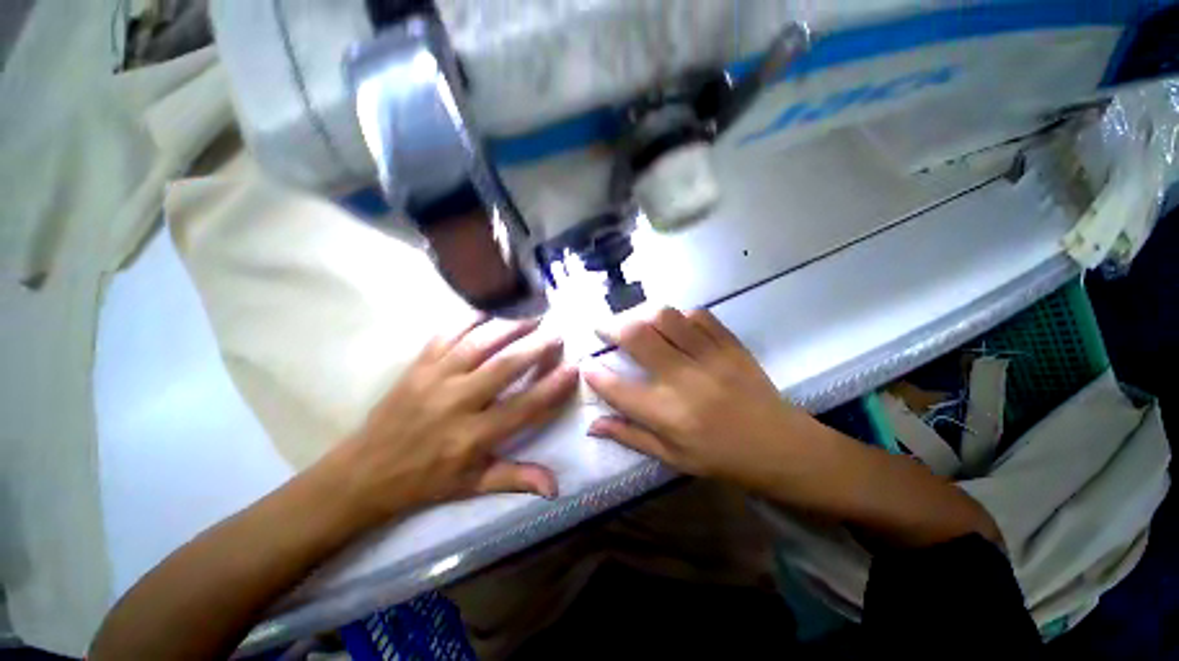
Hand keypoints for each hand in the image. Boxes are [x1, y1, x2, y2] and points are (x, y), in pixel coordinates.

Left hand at [323, 317, 577, 522]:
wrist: (363, 472)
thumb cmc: (424, 481)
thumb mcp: (472, 486)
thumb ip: (516, 479)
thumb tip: (556, 486)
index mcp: (472, 437)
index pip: (523, 407)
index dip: (552, 387)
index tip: (573, 367)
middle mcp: (455, 403)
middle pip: (504, 367)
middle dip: (535, 347)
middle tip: (556, 334)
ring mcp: (433, 379)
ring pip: (478, 344)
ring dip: (509, 327)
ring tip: (531, 317)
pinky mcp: (417, 366)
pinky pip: (446, 334)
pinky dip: (468, 318)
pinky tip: (488, 311)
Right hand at [583, 308, 811, 489]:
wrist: (780, 446)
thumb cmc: (721, 457)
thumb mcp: (671, 457)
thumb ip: (630, 436)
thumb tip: (592, 425)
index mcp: (669, 414)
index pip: (618, 387)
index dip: (595, 373)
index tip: (586, 364)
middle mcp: (685, 380)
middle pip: (637, 337)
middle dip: (611, 327)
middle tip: (603, 328)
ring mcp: (711, 357)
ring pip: (665, 317)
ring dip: (641, 314)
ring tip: (634, 322)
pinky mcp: (730, 344)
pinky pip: (698, 315)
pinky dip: (677, 315)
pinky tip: (671, 325)